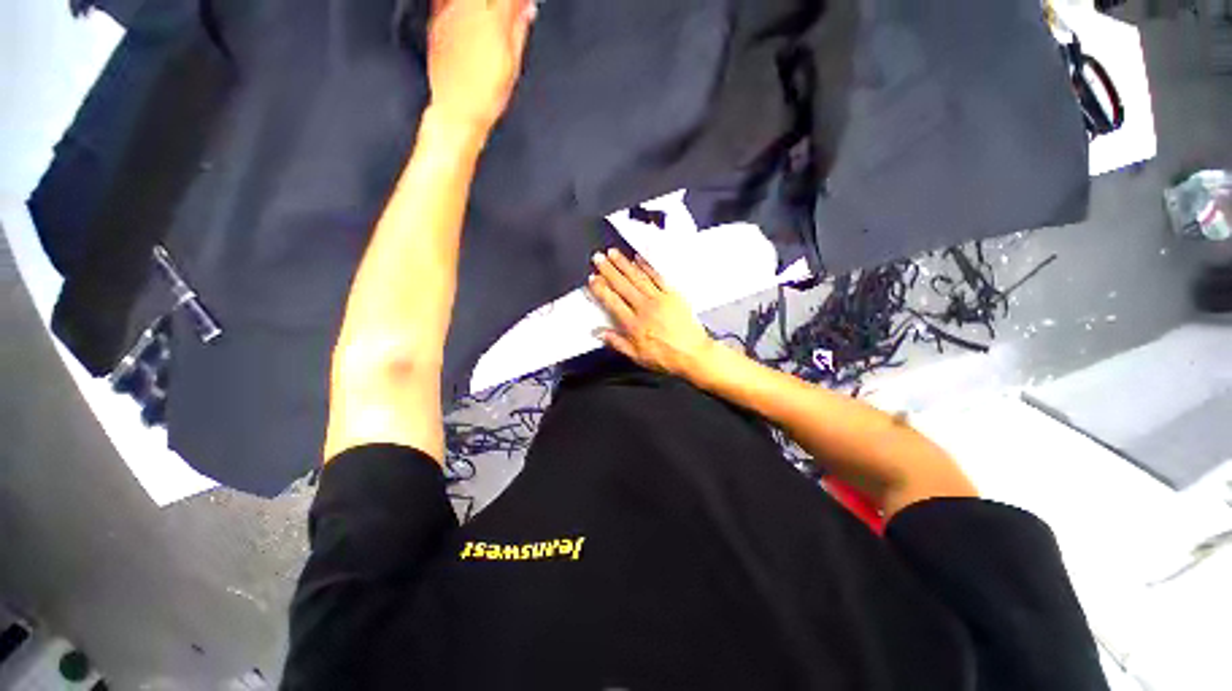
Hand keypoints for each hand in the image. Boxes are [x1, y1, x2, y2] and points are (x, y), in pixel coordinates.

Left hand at [427, 0, 536, 132]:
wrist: (457, 110)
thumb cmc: (484, 95)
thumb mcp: (513, 65)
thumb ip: (519, 30)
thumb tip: (527, 10)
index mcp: (493, 19)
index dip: (517, 1)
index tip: (524, 5)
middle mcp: (468, 9)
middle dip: (500, 4)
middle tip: (508, 12)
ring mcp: (449, 13)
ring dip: (483, 6)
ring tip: (491, 19)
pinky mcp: (435, 21)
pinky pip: (446, 0)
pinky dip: (460, 6)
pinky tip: (467, 14)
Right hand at [587, 249, 715, 378]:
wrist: (693, 354)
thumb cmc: (667, 358)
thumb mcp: (637, 356)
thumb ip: (617, 343)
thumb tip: (600, 333)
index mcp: (634, 325)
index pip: (612, 302)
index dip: (601, 289)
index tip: (593, 278)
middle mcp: (644, 308)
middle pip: (623, 285)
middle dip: (609, 270)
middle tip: (599, 258)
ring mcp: (659, 299)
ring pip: (638, 278)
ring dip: (624, 264)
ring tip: (613, 253)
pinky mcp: (673, 295)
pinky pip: (658, 277)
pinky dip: (648, 266)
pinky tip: (639, 259)